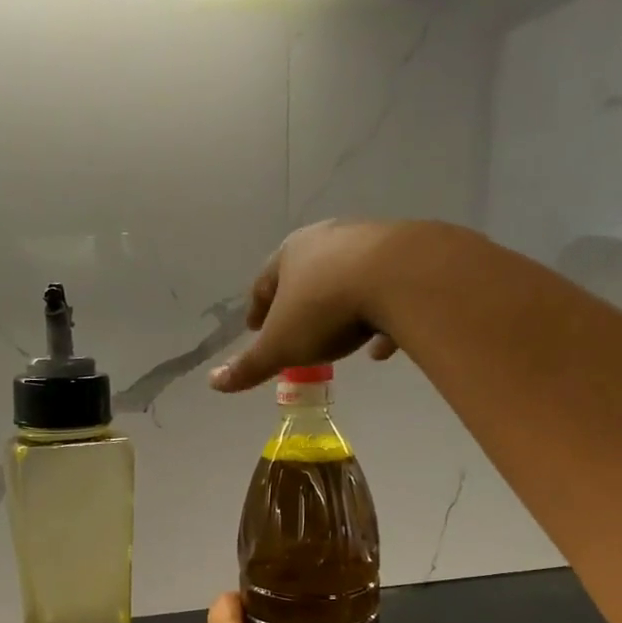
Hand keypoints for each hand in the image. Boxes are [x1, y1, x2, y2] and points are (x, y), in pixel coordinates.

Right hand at [209, 219, 475, 392]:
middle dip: (299, 302)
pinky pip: (387, 292)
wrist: (402, 277)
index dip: (257, 307)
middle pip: (306, 274)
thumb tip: (213, 383)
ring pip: (348, 279)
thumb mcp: (281, 346)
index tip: (254, 327)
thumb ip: (249, 366)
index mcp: (290, 254)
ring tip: (339, 338)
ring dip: (340, 307)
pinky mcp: (408, 255)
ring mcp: (371, 242)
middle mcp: (329, 239)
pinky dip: (380, 319)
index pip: (264, 281)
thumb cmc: (326, 309)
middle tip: (294, 328)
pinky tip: (381, 347)